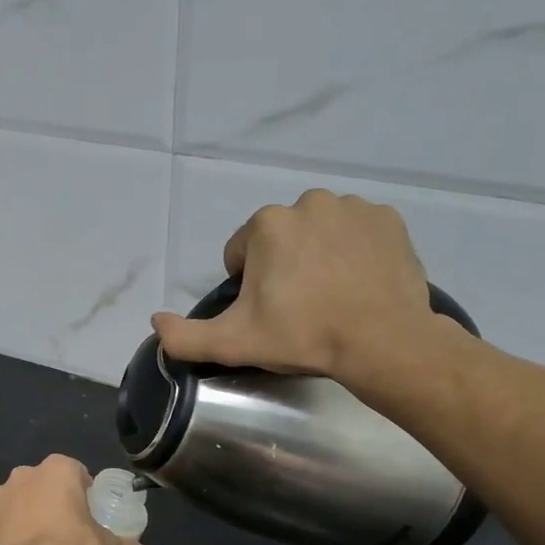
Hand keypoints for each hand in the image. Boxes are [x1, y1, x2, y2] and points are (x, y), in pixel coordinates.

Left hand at [0, 455, 150, 544]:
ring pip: (21, 502)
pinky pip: (5, 525)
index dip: (84, 491)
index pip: (76, 471)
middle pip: (45, 484)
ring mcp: (0, 498)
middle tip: (69, 529)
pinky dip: (13, 535)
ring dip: (31, 516)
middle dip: (55, 501)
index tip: (89, 512)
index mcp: (57, 470)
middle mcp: (25, 475)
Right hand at [151, 190, 462, 387]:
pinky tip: (360, 283)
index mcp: (267, 225)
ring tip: (332, 297)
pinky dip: (355, 252)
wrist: (383, 342)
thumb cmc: (304, 336)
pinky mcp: (389, 220)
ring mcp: (354, 208)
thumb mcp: (234, 343)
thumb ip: (185, 336)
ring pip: (320, 233)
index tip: (269, 313)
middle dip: (283, 268)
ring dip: (318, 257)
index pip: (241, 254)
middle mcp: (309, 202)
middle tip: (300, 309)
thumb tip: (155, 321)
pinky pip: (359, 233)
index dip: (248, 287)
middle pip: (281, 240)